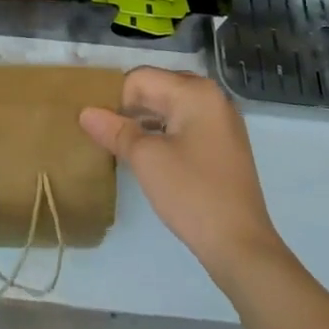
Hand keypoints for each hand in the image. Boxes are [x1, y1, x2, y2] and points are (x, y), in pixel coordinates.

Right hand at [80, 68, 288, 281]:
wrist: (243, 249)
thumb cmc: (192, 194)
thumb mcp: (146, 159)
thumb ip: (114, 130)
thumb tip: (85, 112)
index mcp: (195, 91)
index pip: (141, 79)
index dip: (117, 101)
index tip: (104, 130)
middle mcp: (212, 96)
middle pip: (158, 88)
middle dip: (132, 109)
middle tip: (112, 136)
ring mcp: (222, 120)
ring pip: (172, 107)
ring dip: (147, 122)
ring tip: (127, 147)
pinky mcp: (225, 144)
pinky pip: (187, 124)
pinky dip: (166, 133)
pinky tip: (153, 157)